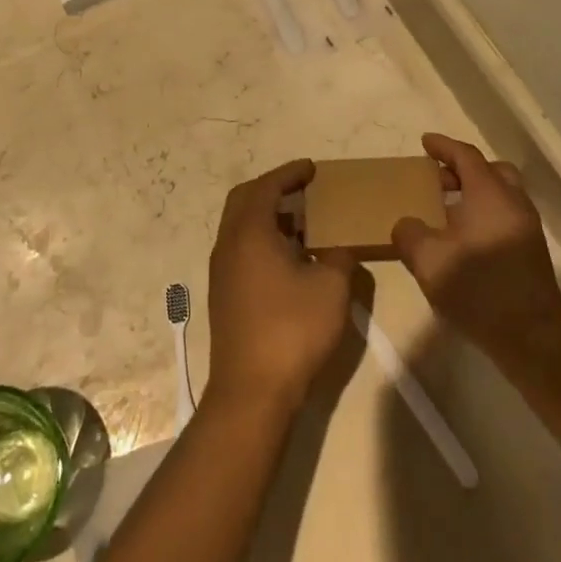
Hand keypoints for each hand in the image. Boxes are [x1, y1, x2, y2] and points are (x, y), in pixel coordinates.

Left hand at [206, 159, 355, 411]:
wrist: (251, 393)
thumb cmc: (292, 331)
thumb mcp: (331, 288)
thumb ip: (338, 257)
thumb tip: (336, 249)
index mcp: (249, 232)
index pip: (266, 186)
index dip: (289, 173)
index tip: (312, 168)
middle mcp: (228, 244)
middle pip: (244, 200)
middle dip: (272, 188)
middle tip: (302, 189)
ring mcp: (221, 271)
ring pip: (240, 226)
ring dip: (267, 215)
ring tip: (301, 222)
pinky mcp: (224, 295)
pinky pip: (240, 248)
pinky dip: (262, 239)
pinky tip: (288, 258)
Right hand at [392, 134, 560, 365]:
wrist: (533, 339)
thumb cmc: (479, 291)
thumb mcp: (428, 261)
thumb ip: (409, 234)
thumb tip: (407, 224)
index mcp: (490, 194)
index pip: (466, 155)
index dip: (444, 146)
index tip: (425, 142)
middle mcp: (513, 202)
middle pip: (490, 170)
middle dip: (462, 168)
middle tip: (437, 179)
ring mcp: (527, 227)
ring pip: (501, 193)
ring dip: (475, 192)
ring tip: (447, 210)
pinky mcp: (532, 250)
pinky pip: (505, 214)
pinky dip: (485, 212)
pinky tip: (464, 238)